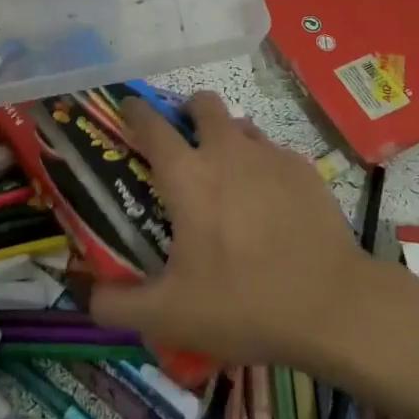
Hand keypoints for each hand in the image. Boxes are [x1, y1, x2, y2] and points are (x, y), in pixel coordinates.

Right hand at [88, 92, 369, 371]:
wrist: (332, 305)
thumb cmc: (243, 303)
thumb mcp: (170, 315)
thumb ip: (118, 305)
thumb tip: (86, 296)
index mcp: (187, 175)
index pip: (151, 124)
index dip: (135, 111)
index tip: (128, 109)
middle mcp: (226, 150)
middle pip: (202, 103)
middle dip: (188, 111)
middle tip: (185, 144)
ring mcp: (269, 155)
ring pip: (240, 125)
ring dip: (227, 138)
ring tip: (228, 178)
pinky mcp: (304, 168)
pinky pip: (273, 152)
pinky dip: (262, 166)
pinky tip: (269, 205)